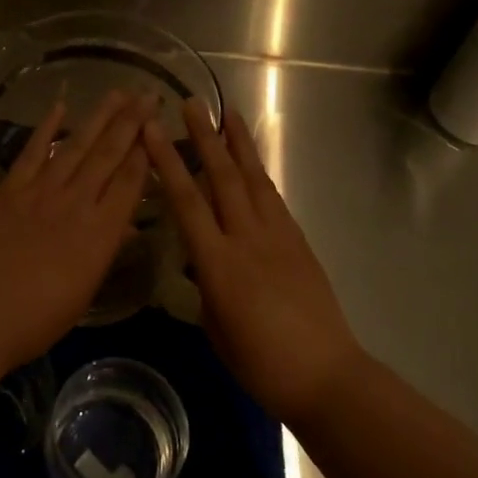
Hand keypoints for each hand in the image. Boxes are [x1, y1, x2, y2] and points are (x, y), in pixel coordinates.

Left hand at [0, 90, 152, 372]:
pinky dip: (47, 127)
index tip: (157, 126)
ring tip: (118, 93)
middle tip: (148, 95)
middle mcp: (76, 201)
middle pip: (109, 154)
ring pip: (77, 144)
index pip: (130, 181)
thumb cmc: (38, 317)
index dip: (146, 151)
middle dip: (131, 123)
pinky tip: (61, 107)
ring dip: (99, 116)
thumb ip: (105, 251)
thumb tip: (125, 226)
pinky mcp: (11, 188)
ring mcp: (41, 190)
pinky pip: (33, 151)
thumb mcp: (84, 290)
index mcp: (101, 232)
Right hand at [142, 100, 361, 424]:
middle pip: (222, 176)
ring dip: (239, 144)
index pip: (186, 200)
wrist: (325, 376)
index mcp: (218, 262)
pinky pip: (273, 198)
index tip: (152, 129)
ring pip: (253, 179)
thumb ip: (205, 285)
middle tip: (192, 102)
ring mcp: (278, 236)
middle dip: (204, 136)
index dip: (166, 161)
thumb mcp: (215, 326)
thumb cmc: (260, 363)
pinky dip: (259, 173)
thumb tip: (202, 264)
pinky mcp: (298, 242)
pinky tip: (252, 163)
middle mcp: (247, 238)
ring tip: (227, 113)